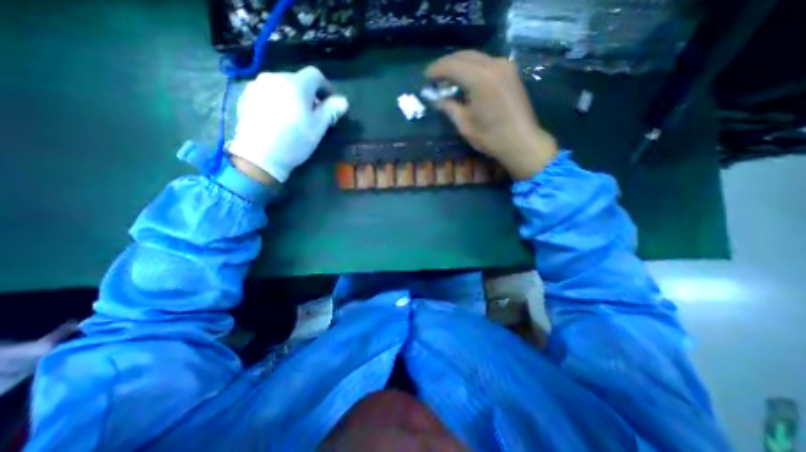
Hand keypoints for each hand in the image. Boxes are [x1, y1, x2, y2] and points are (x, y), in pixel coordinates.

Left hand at [227, 64, 350, 180]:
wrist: (259, 156)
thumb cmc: (294, 141)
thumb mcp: (318, 128)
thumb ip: (331, 111)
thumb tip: (343, 101)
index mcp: (296, 84)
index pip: (315, 74)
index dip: (326, 86)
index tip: (330, 102)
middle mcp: (275, 77)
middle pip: (297, 79)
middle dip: (308, 93)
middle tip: (313, 112)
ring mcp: (257, 85)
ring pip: (281, 85)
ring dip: (292, 95)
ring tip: (294, 115)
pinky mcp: (245, 96)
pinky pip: (267, 92)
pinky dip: (276, 100)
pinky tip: (278, 118)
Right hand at [427, 51, 554, 178]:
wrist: (522, 142)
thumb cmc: (491, 137)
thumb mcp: (465, 125)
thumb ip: (449, 107)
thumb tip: (436, 98)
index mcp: (479, 79)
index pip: (452, 66)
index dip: (436, 70)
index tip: (426, 77)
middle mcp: (493, 65)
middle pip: (464, 56)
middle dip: (446, 64)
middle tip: (434, 77)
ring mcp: (504, 66)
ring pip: (475, 57)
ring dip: (459, 64)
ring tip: (447, 78)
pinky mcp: (510, 72)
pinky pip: (486, 62)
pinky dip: (472, 67)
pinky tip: (465, 79)